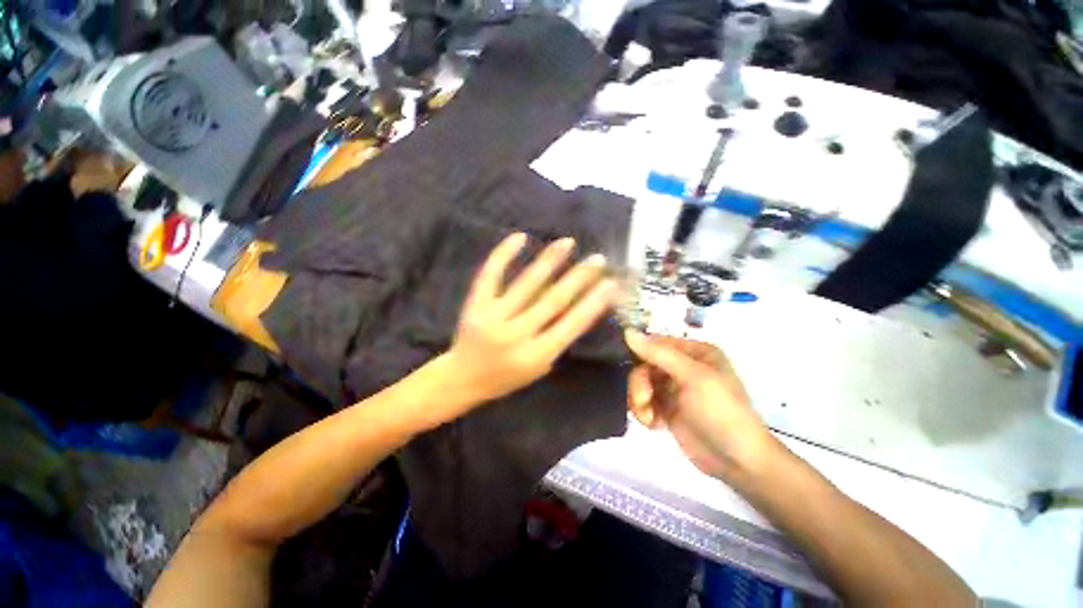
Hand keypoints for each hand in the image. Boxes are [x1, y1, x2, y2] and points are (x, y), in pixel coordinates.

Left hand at [443, 232, 617, 408]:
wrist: (462, 379)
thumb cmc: (505, 377)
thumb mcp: (538, 367)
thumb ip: (557, 340)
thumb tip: (578, 305)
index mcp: (537, 355)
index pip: (572, 324)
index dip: (594, 302)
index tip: (611, 283)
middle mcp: (517, 335)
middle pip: (554, 300)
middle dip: (579, 277)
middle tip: (597, 259)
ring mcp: (494, 317)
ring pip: (527, 284)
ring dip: (550, 260)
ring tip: (567, 242)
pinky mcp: (476, 305)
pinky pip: (490, 275)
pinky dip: (504, 254)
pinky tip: (520, 237)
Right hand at [624, 331, 782, 482]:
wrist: (738, 463)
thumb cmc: (721, 412)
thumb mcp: (693, 377)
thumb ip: (659, 354)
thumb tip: (627, 331)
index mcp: (694, 352)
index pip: (656, 342)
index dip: (639, 353)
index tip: (627, 365)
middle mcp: (683, 366)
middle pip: (644, 364)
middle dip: (639, 383)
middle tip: (643, 400)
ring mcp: (674, 388)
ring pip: (640, 383)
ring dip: (639, 399)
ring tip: (649, 418)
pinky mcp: (667, 408)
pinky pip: (643, 401)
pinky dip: (643, 411)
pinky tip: (653, 424)